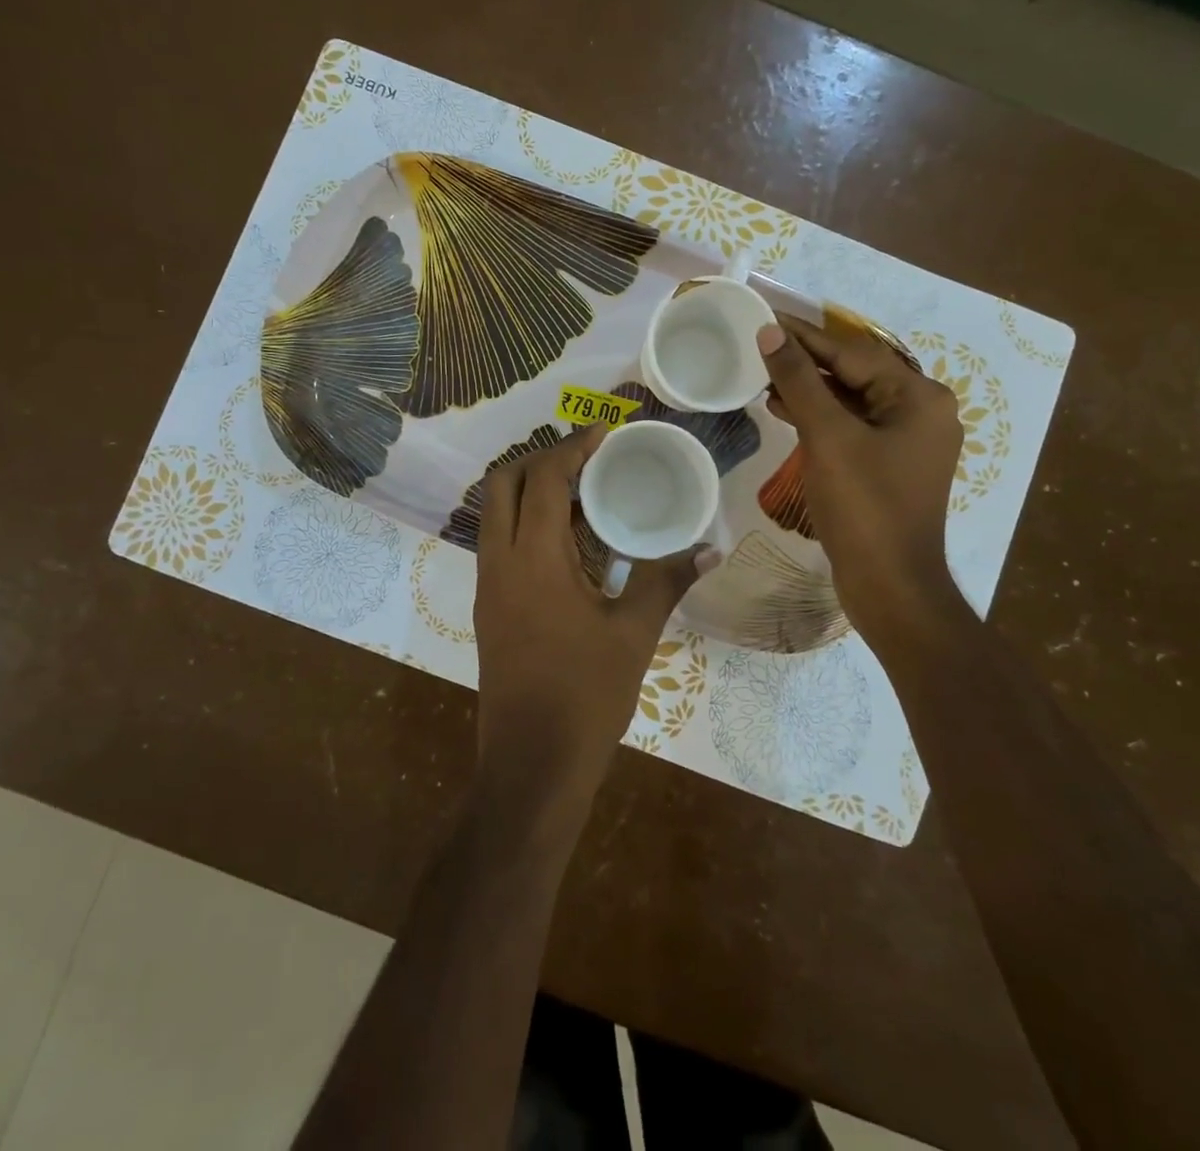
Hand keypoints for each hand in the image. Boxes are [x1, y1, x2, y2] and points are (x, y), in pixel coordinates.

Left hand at [472, 426, 716, 824]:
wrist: (532, 766)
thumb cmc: (586, 696)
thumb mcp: (634, 634)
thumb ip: (666, 580)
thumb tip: (710, 548)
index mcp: (533, 560)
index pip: (544, 480)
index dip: (572, 448)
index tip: (605, 432)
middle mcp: (500, 562)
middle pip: (503, 484)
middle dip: (541, 460)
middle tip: (588, 460)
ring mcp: (488, 586)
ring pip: (496, 513)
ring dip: (532, 491)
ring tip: (584, 493)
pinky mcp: (490, 608)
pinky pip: (501, 543)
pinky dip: (528, 523)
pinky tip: (571, 542)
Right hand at [758, 315, 968, 642]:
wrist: (890, 586)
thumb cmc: (863, 506)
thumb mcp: (827, 436)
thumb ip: (799, 380)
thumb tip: (771, 332)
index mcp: (918, 397)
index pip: (852, 352)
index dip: (804, 335)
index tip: (765, 316)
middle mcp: (921, 411)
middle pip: (854, 373)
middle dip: (805, 361)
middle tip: (759, 345)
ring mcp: (907, 441)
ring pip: (851, 401)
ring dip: (809, 389)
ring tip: (762, 376)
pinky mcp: (890, 465)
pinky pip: (852, 427)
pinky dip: (819, 417)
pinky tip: (784, 410)